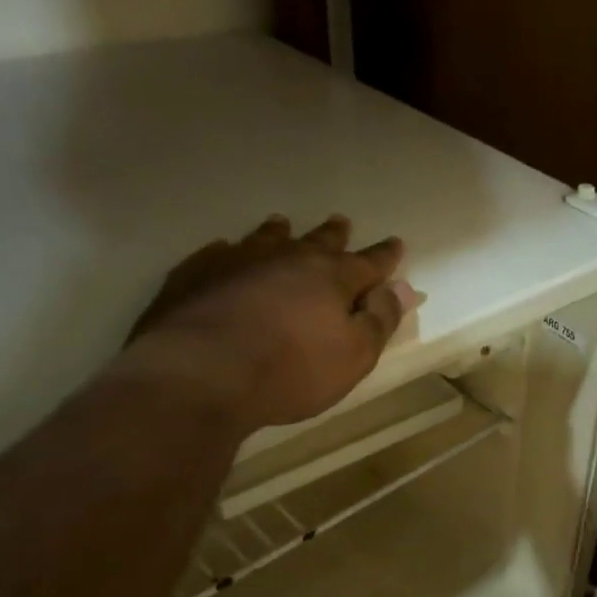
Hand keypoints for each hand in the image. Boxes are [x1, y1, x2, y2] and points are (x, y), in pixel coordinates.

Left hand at [124, 214, 417, 430]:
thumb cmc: (291, 370)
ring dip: (279, 233)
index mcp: (331, 277)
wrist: (201, 374)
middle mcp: (287, 258)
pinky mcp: (195, 275)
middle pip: (317, 242)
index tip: (396, 244)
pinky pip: (217, 254)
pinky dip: (228, 252)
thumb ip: (380, 319)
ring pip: (265, 239)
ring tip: (282, 224)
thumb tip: (402, 288)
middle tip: (341, 223)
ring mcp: (237, 261)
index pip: (368, 263)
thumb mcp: (354, 355)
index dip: (385, 256)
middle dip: (334, 235)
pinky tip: (224, 250)